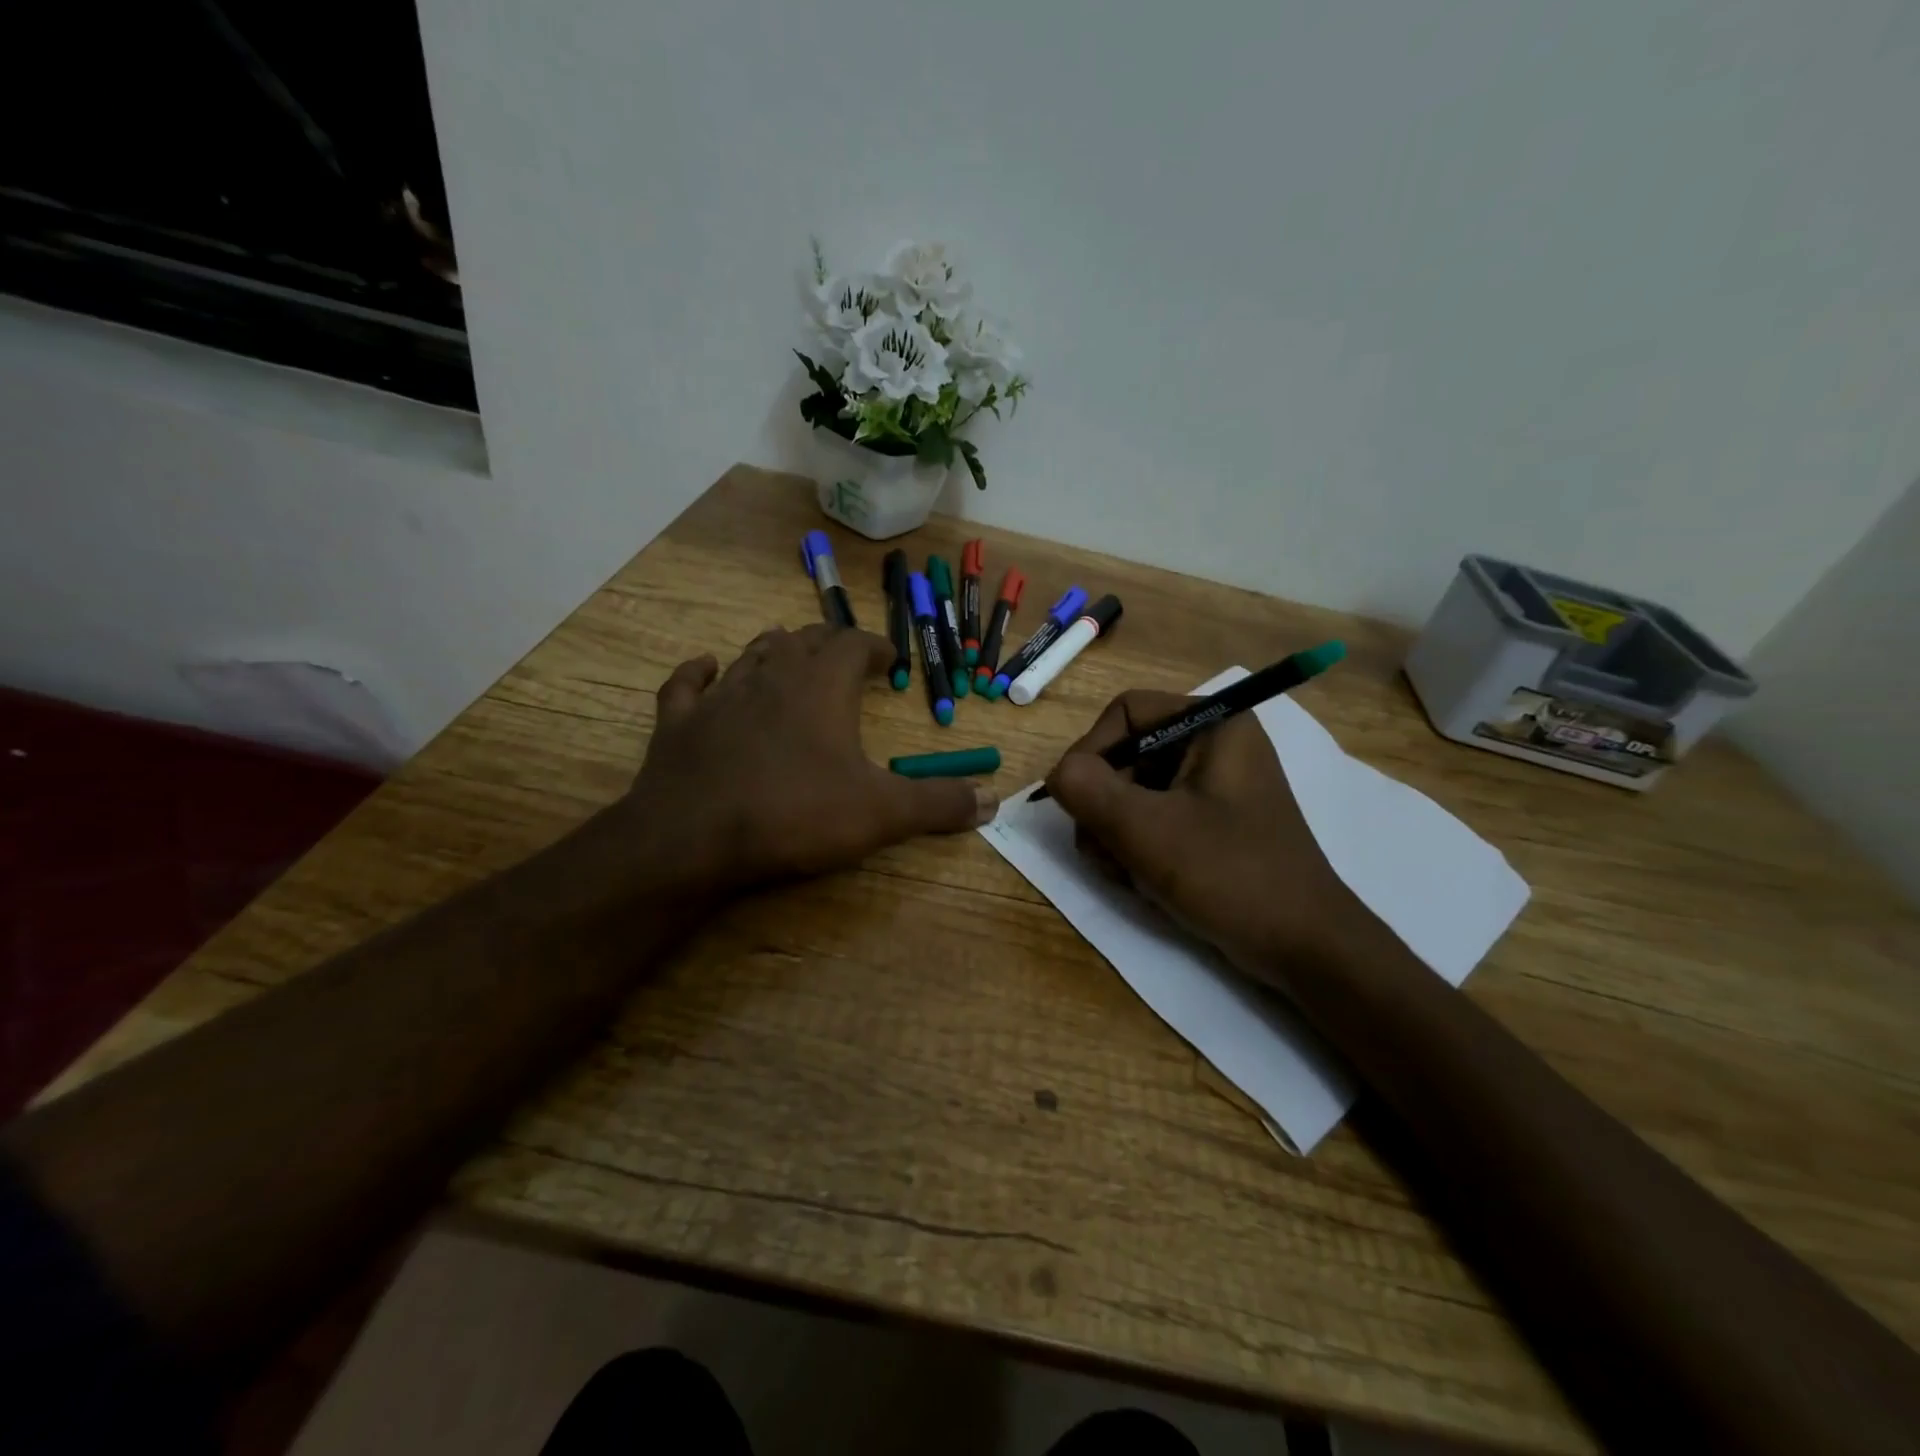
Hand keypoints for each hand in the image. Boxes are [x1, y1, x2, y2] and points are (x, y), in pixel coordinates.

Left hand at [620, 624, 996, 895]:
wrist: (693, 838)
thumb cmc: (795, 814)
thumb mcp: (881, 813)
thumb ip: (939, 803)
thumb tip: (994, 800)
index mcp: (822, 686)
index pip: (855, 645)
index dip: (877, 647)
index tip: (891, 660)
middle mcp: (772, 675)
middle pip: (806, 641)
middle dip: (831, 644)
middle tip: (847, 659)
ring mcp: (720, 695)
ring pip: (753, 654)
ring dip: (777, 650)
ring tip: (792, 656)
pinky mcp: (678, 722)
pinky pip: (688, 683)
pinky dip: (700, 672)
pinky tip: (707, 668)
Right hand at [1044, 690, 1358, 976]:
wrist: (1305, 948)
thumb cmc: (1230, 875)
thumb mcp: (1146, 830)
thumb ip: (1087, 789)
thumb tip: (1057, 774)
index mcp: (1212, 725)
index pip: (1125, 711)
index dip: (1090, 751)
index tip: (1075, 800)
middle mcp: (1214, 745)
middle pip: (1126, 754)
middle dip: (1103, 805)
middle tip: (1101, 850)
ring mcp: (1214, 786)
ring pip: (1133, 791)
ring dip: (1115, 832)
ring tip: (1126, 873)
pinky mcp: (1212, 823)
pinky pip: (1154, 817)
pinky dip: (1138, 847)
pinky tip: (1144, 880)